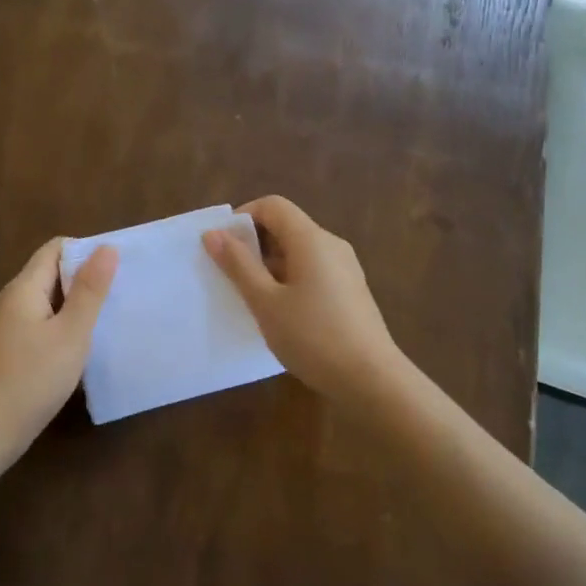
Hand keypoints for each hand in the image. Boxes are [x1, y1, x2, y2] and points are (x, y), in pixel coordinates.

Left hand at [0, 238, 117, 461]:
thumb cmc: (33, 378)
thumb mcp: (71, 333)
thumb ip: (90, 290)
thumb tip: (106, 248)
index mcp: (22, 288)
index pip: (55, 249)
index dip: (85, 252)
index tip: (115, 269)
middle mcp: (9, 299)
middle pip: (49, 273)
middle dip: (83, 279)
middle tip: (117, 295)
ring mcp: (3, 325)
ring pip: (44, 300)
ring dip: (73, 305)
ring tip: (104, 319)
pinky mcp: (5, 348)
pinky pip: (37, 322)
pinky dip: (59, 325)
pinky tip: (77, 346)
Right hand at [203, 195, 403, 404]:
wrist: (371, 379)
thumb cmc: (313, 337)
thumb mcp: (265, 302)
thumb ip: (238, 265)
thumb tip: (214, 233)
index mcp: (311, 239)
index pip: (273, 206)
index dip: (243, 217)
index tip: (222, 246)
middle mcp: (331, 244)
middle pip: (286, 226)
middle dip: (254, 243)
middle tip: (229, 275)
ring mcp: (345, 268)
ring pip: (299, 251)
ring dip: (270, 264)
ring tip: (250, 297)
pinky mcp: (350, 290)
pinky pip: (312, 270)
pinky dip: (289, 279)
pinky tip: (280, 312)